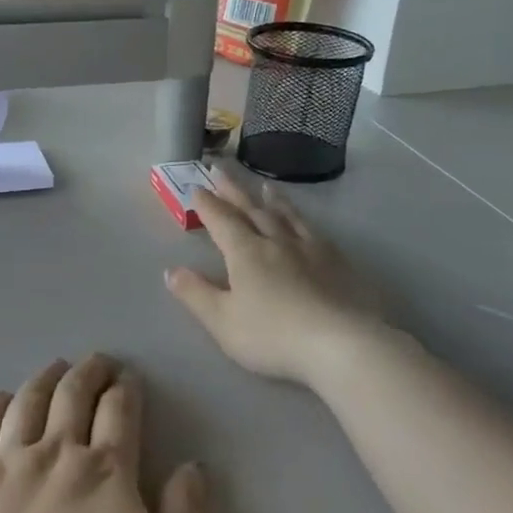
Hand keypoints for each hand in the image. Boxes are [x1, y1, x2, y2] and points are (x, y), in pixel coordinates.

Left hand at [0, 356, 206, 512]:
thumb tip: (193, 467)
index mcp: (107, 471)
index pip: (120, 413)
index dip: (125, 390)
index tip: (127, 378)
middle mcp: (57, 452)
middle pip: (74, 395)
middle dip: (89, 372)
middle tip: (97, 361)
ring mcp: (6, 462)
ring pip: (29, 403)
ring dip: (46, 379)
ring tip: (55, 367)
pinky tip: (0, 398)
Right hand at [164, 172, 382, 385]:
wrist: (341, 344)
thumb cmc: (273, 335)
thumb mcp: (222, 321)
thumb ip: (195, 294)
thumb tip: (171, 271)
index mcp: (246, 253)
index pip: (222, 221)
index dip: (207, 204)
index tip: (196, 187)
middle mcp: (277, 241)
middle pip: (251, 210)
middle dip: (233, 190)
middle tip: (220, 169)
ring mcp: (311, 249)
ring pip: (287, 216)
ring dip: (272, 200)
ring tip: (265, 186)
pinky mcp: (338, 262)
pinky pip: (315, 231)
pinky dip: (303, 220)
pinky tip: (306, 222)